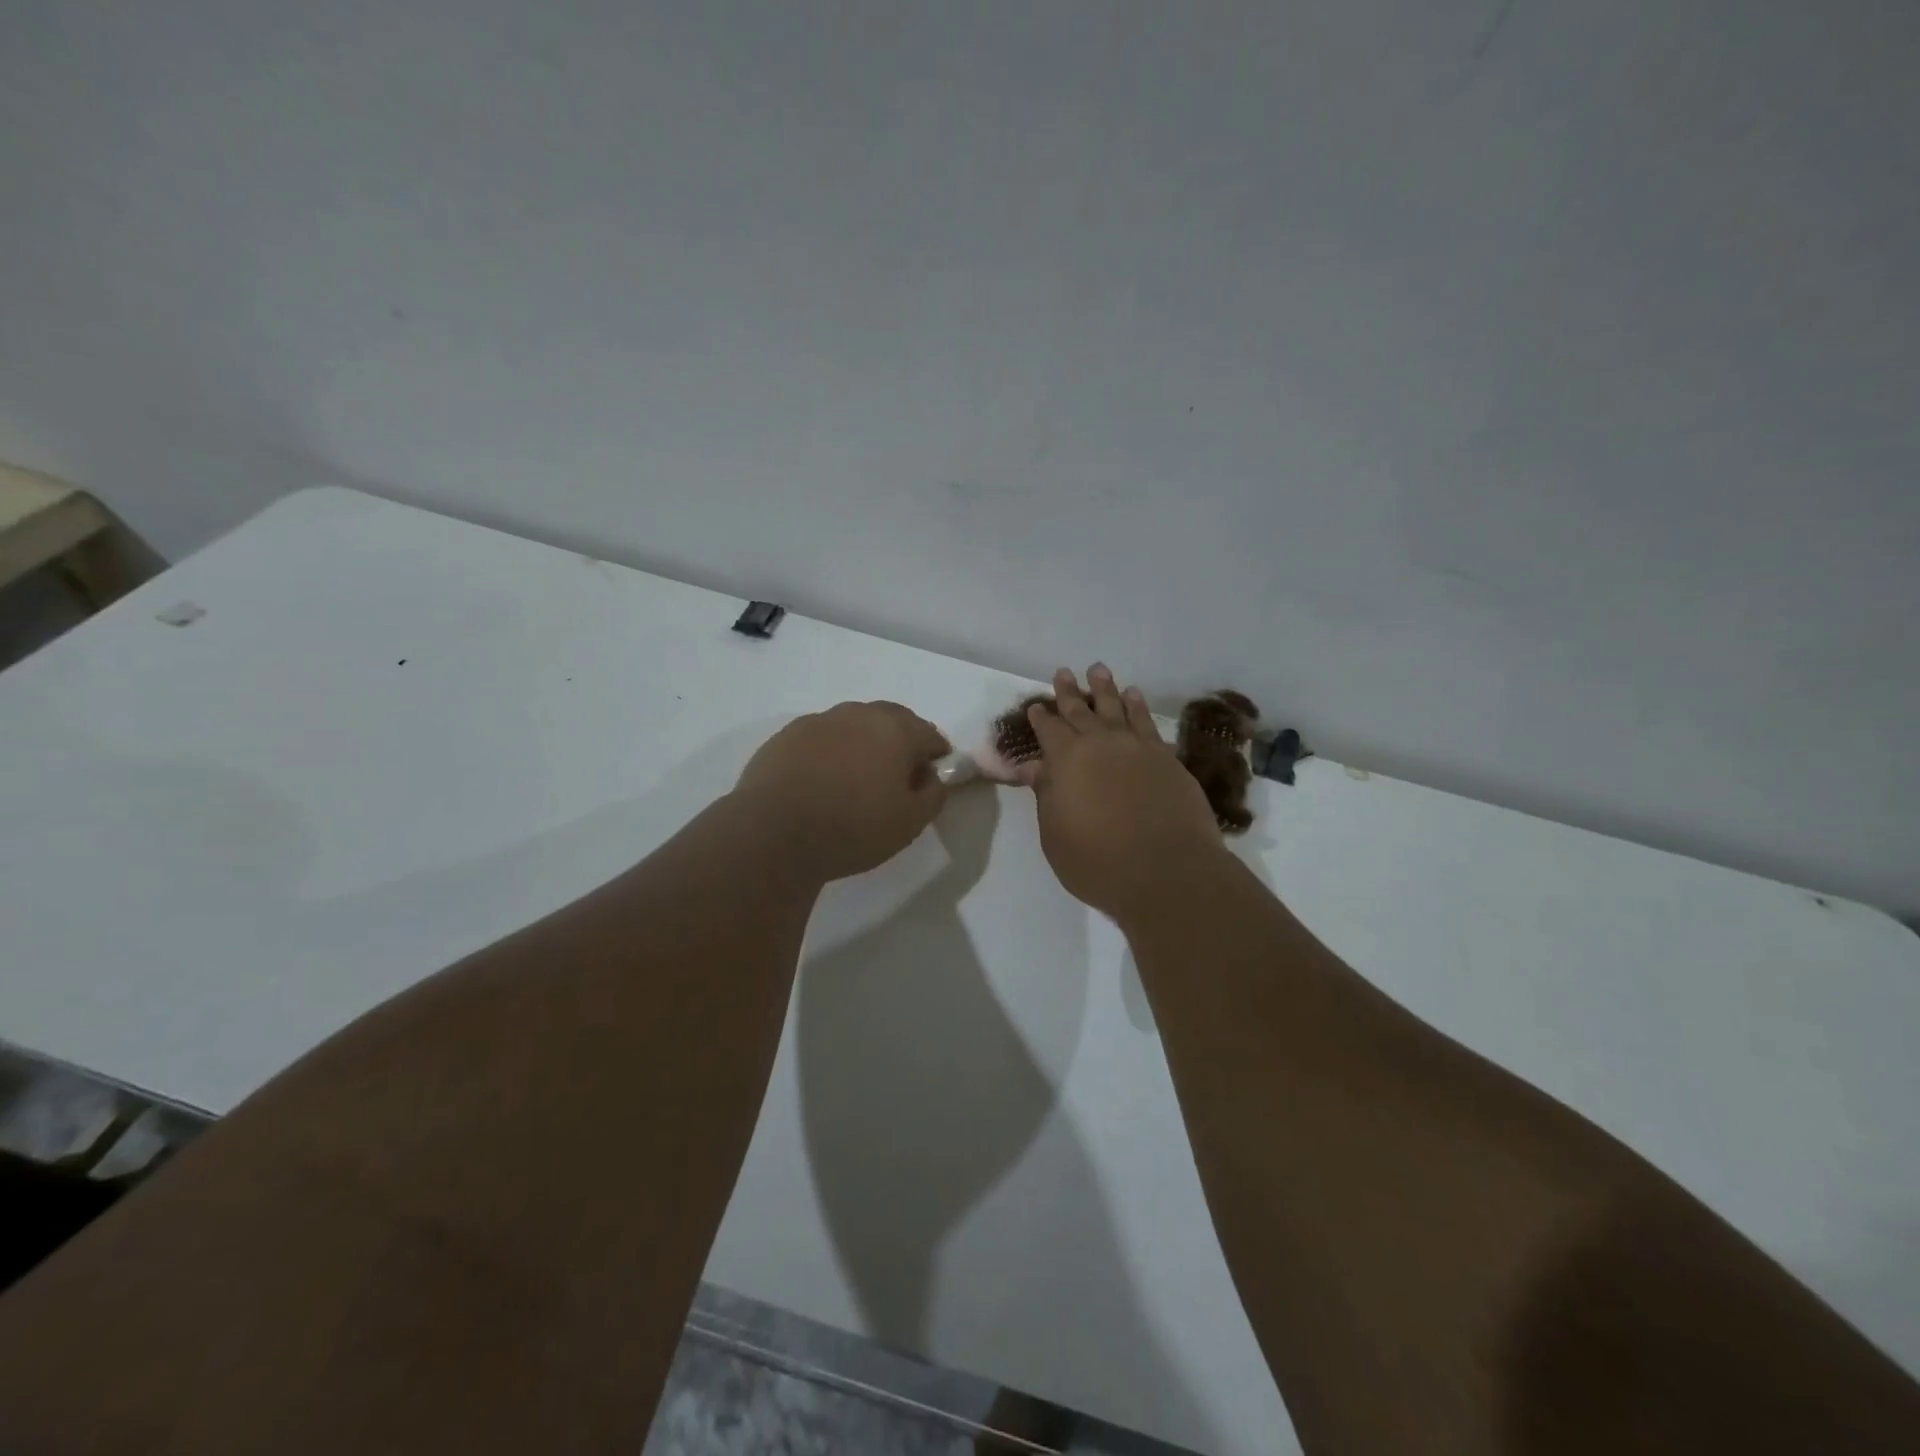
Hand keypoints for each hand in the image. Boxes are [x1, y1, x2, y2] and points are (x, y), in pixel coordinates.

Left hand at [734, 701, 950, 880]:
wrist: (773, 833)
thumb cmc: (853, 828)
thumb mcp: (910, 823)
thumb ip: (933, 794)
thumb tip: (930, 777)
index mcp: (895, 729)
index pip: (929, 734)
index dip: (937, 756)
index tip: (931, 778)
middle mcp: (858, 714)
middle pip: (891, 720)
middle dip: (901, 741)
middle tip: (897, 775)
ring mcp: (818, 721)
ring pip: (853, 725)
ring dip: (863, 743)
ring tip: (856, 778)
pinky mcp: (786, 736)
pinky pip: (821, 738)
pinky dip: (830, 752)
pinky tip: (822, 781)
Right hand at [1025, 666, 1228, 920]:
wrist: (1167, 872)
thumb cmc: (1098, 861)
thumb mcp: (1055, 835)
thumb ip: (1047, 796)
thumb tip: (1039, 768)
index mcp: (1066, 760)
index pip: (1049, 730)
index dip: (1041, 718)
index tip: (1036, 707)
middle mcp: (1101, 743)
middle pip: (1081, 710)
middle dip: (1069, 692)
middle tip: (1063, 673)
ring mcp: (1137, 747)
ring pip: (1117, 707)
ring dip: (1105, 688)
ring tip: (1098, 670)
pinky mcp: (1166, 758)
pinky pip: (1147, 722)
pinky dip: (1138, 706)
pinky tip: (1135, 696)